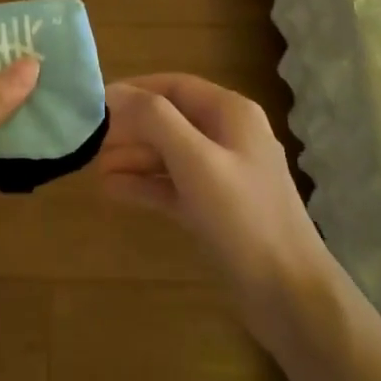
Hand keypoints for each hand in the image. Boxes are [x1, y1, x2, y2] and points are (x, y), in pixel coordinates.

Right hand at [94, 74, 334, 341]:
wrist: (290, 294)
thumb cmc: (243, 217)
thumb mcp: (196, 160)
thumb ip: (155, 120)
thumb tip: (114, 92)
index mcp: (232, 113)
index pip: (175, 86)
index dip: (135, 90)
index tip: (95, 103)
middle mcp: (229, 136)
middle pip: (171, 119)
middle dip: (131, 128)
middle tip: (90, 141)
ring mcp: (224, 174)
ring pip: (170, 154)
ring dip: (134, 157)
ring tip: (93, 167)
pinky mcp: (217, 209)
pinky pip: (174, 185)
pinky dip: (146, 184)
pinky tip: (113, 190)